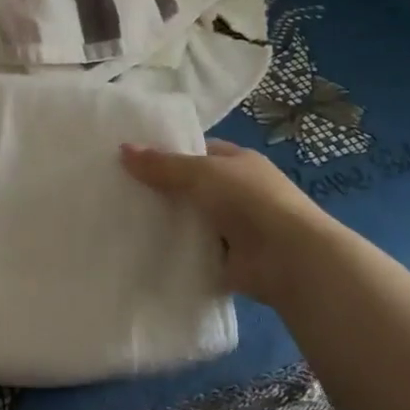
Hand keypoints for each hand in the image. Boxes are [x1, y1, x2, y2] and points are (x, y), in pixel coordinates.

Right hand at [121, 140, 344, 305]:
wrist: (289, 259)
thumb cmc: (248, 201)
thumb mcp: (200, 173)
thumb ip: (162, 165)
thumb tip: (122, 149)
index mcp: (239, 162)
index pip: (198, 152)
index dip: (168, 154)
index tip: (133, 161)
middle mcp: (239, 192)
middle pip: (192, 187)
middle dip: (163, 191)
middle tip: (120, 192)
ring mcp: (237, 227)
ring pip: (192, 220)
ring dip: (169, 223)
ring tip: (124, 221)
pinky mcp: (231, 260)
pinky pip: (196, 251)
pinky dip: (177, 251)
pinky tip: (145, 250)